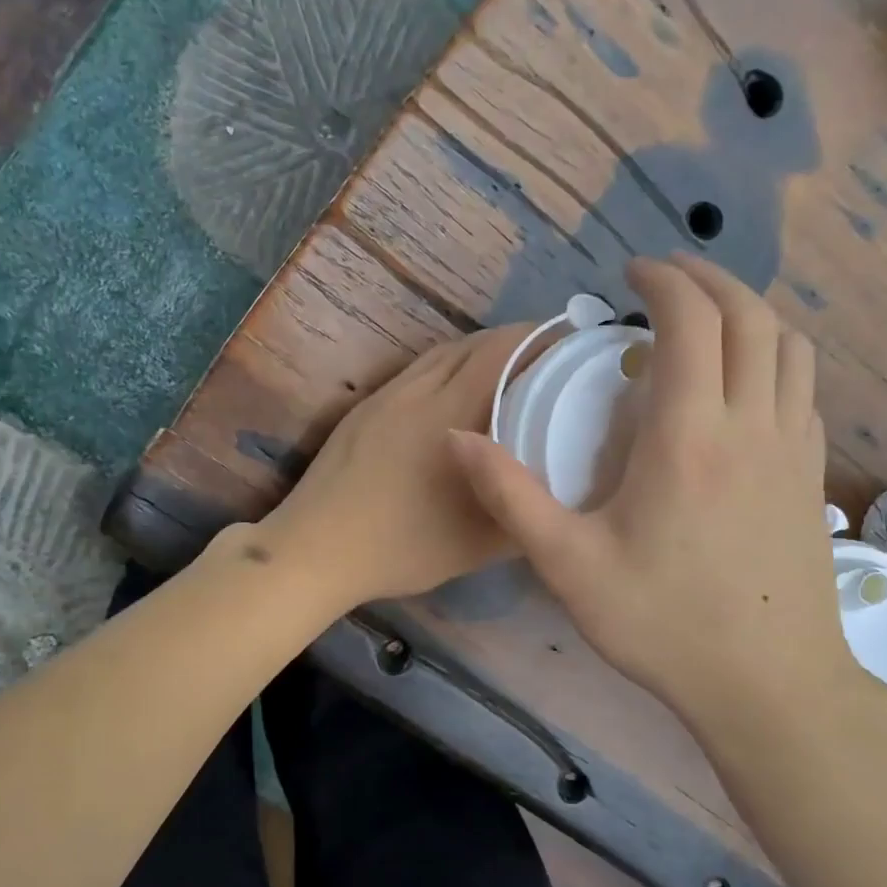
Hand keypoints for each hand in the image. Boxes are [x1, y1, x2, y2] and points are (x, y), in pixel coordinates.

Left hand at [253, 322, 535, 612]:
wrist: (316, 548)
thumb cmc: (402, 548)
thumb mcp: (480, 543)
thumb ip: (523, 510)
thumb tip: (554, 489)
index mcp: (449, 414)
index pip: (501, 351)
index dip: (538, 337)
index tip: (569, 343)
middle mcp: (418, 391)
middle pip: (472, 345)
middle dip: (514, 341)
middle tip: (546, 357)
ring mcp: (385, 397)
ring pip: (440, 355)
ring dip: (477, 352)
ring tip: (506, 370)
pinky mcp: (363, 409)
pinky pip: (415, 372)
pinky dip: (445, 368)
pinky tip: (453, 393)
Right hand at [449, 256, 866, 734]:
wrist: (769, 686)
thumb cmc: (663, 623)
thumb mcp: (567, 564)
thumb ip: (509, 495)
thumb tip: (455, 437)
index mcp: (690, 435)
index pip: (693, 320)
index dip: (664, 280)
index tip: (629, 273)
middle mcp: (753, 424)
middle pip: (752, 316)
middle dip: (709, 279)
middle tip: (665, 277)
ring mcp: (794, 449)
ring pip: (790, 346)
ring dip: (750, 314)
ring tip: (706, 319)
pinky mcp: (812, 476)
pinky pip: (803, 388)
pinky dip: (774, 357)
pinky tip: (741, 384)